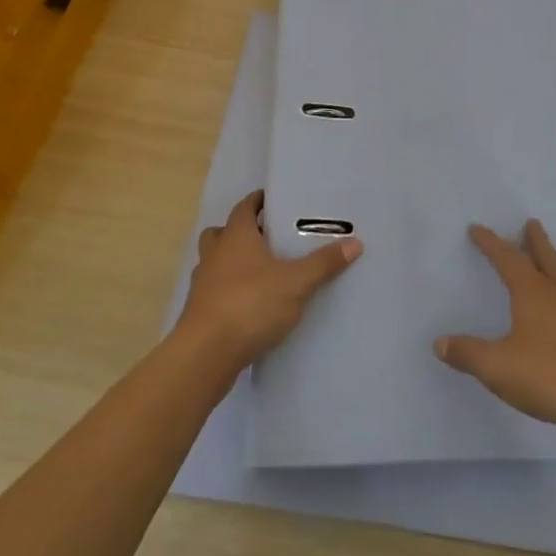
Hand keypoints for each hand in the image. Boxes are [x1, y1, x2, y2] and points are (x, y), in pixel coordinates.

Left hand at [177, 190, 361, 370]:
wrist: (206, 354)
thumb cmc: (251, 304)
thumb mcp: (296, 282)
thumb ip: (324, 263)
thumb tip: (355, 243)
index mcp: (235, 237)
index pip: (244, 208)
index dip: (257, 202)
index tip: (273, 201)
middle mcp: (214, 255)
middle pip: (221, 233)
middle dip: (240, 232)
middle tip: (265, 237)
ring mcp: (203, 285)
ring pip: (214, 263)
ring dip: (231, 263)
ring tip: (260, 273)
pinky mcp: (199, 313)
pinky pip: (215, 292)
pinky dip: (229, 292)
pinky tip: (250, 305)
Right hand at [434, 220, 555, 433]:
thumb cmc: (552, 374)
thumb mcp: (499, 367)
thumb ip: (469, 354)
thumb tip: (439, 342)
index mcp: (533, 293)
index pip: (507, 259)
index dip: (491, 243)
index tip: (477, 228)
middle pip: (546, 257)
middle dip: (535, 241)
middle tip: (531, 223)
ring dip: (555, 262)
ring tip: (553, 258)